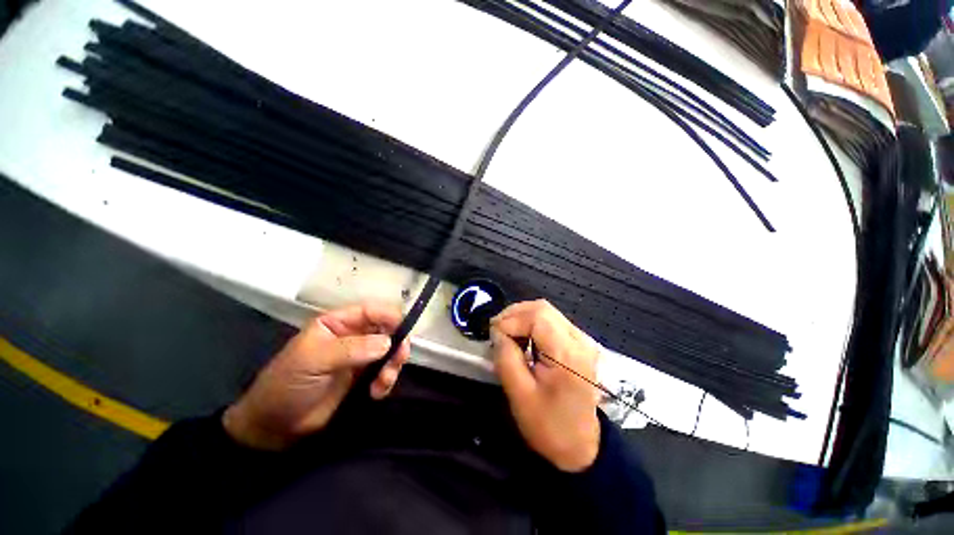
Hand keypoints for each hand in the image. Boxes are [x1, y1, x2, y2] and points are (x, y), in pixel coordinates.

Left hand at [223, 302, 410, 449]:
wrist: (275, 427)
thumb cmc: (288, 384)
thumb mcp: (314, 360)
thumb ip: (351, 349)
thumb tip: (388, 342)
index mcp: (337, 323)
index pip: (370, 311)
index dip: (389, 316)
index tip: (404, 328)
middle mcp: (353, 336)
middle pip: (386, 330)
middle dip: (396, 344)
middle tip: (398, 359)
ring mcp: (360, 357)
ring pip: (390, 351)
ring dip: (393, 365)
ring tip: (383, 382)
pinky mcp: (363, 378)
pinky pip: (385, 372)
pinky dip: (387, 380)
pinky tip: (376, 392)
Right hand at [491, 300, 601, 471]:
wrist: (582, 447)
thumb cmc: (549, 426)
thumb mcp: (520, 394)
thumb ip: (506, 357)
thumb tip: (498, 331)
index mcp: (568, 354)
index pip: (536, 317)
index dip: (510, 320)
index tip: (493, 334)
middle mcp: (580, 340)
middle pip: (543, 308)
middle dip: (515, 314)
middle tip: (497, 330)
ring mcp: (582, 340)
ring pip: (547, 311)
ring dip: (523, 317)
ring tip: (507, 333)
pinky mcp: (579, 343)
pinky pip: (552, 321)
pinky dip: (532, 323)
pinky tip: (522, 337)